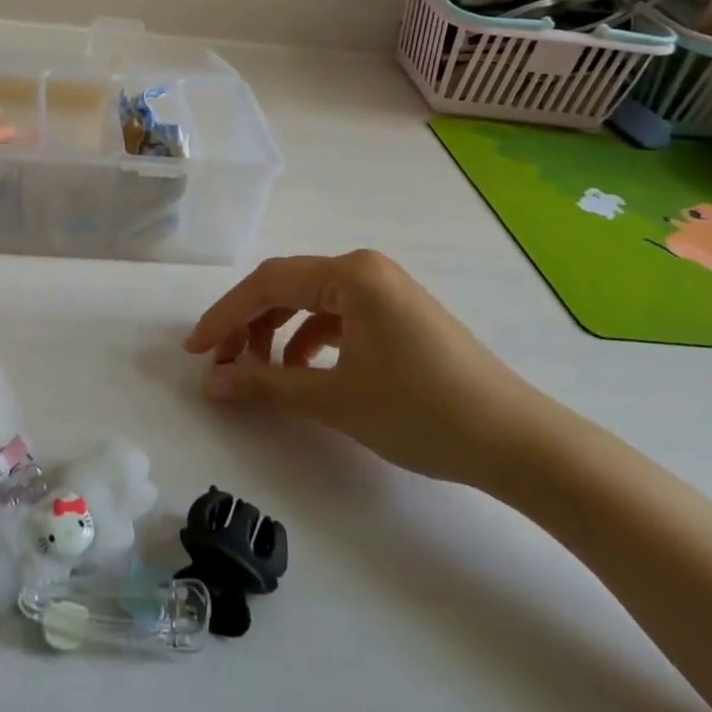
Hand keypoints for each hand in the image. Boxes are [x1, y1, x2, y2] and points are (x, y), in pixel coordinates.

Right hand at [184, 250, 552, 487]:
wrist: (518, 443)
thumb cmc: (421, 413)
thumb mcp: (334, 399)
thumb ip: (265, 384)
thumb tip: (210, 383)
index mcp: (350, 274)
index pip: (268, 284)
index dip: (224, 316)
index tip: (193, 350)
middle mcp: (365, 268)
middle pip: (286, 288)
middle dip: (247, 325)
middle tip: (219, 365)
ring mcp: (385, 289)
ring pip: (310, 302)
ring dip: (276, 333)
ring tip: (256, 372)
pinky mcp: (398, 313)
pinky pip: (338, 316)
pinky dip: (309, 340)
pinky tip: (302, 372)